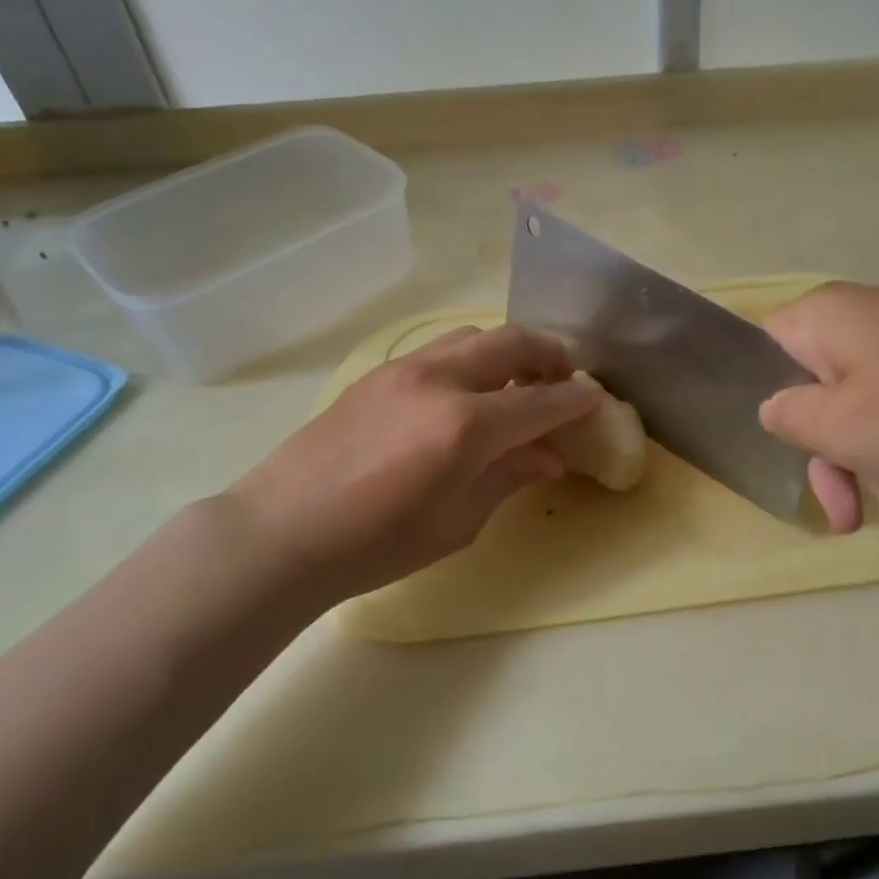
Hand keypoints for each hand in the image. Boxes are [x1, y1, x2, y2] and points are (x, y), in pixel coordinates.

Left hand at [226, 324, 600, 604]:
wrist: (283, 531)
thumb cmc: (377, 544)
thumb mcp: (457, 522)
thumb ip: (509, 476)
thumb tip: (548, 454)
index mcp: (466, 426)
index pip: (541, 401)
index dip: (576, 400)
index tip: (596, 401)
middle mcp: (441, 381)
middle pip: (513, 342)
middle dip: (550, 354)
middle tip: (563, 379)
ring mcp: (406, 368)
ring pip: (475, 335)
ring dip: (509, 349)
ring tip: (517, 379)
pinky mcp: (380, 371)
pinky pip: (442, 348)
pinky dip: (472, 357)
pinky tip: (468, 390)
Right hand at [757, 283, 878, 539]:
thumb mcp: (839, 427)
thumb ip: (789, 419)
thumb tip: (777, 408)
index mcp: (826, 320)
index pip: (767, 350)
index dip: (769, 401)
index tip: (788, 450)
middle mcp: (866, 325)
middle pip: (826, 402)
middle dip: (845, 471)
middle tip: (852, 523)